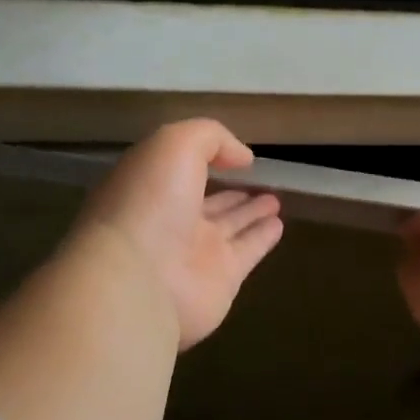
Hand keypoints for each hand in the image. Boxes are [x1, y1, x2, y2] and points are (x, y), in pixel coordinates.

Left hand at [74, 119, 283, 348]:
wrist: (140, 281)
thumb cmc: (150, 202)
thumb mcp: (175, 145)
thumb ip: (210, 138)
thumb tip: (241, 157)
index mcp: (149, 187)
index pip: (180, 169)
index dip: (204, 158)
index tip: (234, 153)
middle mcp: (169, 220)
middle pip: (207, 201)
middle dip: (230, 190)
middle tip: (260, 178)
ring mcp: (194, 253)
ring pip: (230, 226)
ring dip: (251, 212)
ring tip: (275, 199)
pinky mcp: (221, 280)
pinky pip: (247, 252)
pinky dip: (263, 239)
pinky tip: (279, 225)